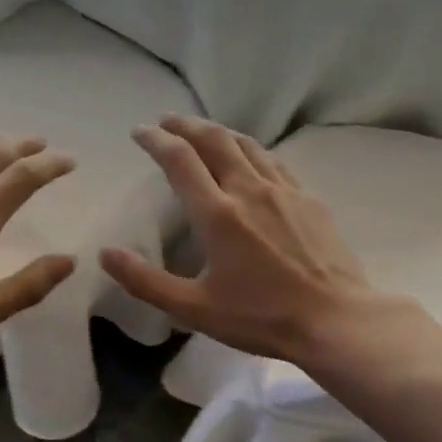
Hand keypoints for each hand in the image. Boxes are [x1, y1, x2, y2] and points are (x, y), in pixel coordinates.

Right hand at [100, 115, 378, 362]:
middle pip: (214, 140)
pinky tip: (250, 160)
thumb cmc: (261, 316)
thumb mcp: (193, 309)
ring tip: (203, 132)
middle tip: (167, 121)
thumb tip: (106, 254)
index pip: (179, 160)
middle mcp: (249, 189)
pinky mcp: (309, 199)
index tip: (140, 132)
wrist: (335, 319)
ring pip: (246, 145)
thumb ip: (146, 281)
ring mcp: (283, 191)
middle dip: (186, 125)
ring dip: (219, 132)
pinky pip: (273, 162)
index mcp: (218, 213)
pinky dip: (251, 150)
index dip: (156, 140)